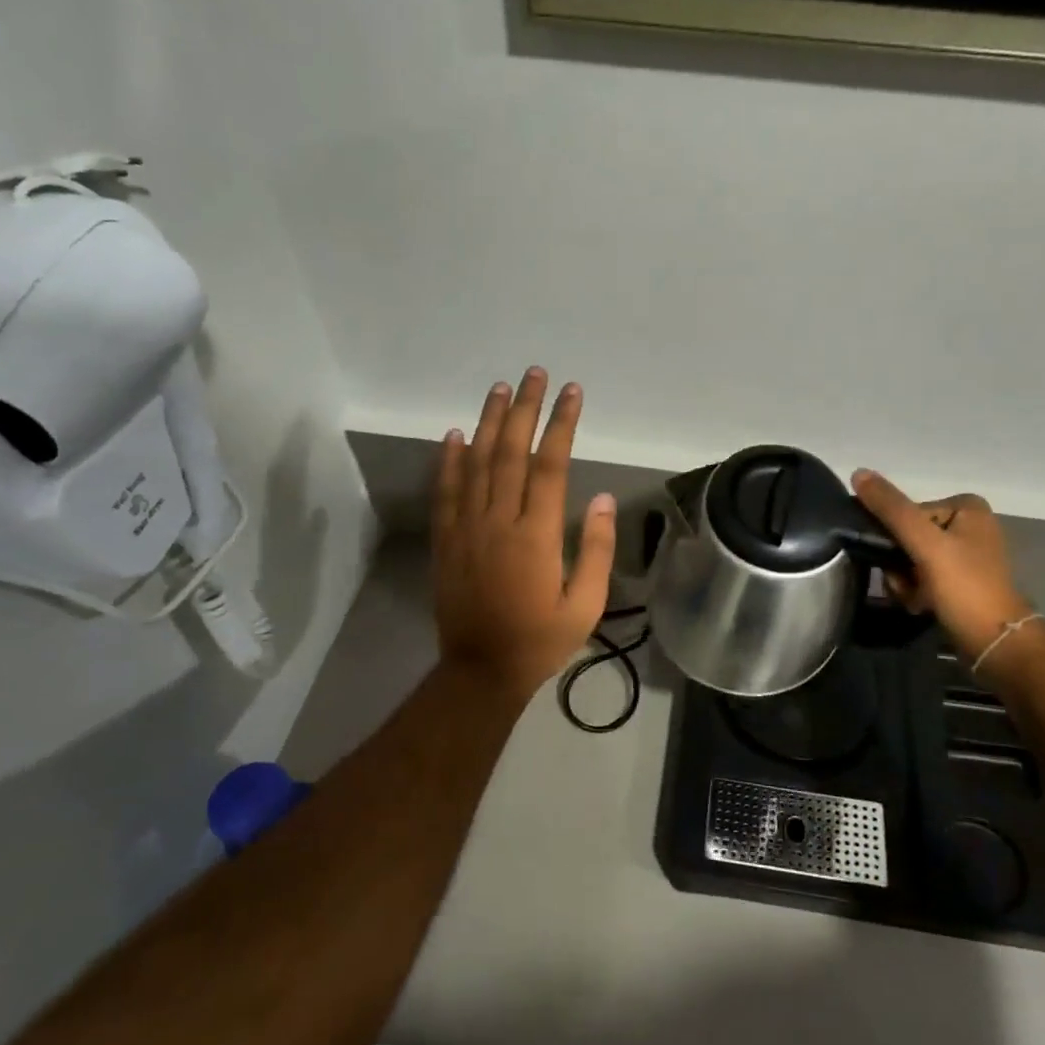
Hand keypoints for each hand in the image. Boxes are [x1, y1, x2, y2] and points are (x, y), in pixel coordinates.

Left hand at [433, 368, 616, 704]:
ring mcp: (466, 529)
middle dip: (524, 408)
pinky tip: (454, 433)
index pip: (550, 464)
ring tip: (500, 388)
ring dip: (488, 422)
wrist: (480, 671)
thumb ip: (594, 549)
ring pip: (476, 463)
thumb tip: (600, 497)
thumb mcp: (585, 604)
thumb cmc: (540, 639)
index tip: (572, 392)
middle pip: (510, 451)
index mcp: (536, 536)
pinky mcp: (445, 540)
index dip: (561, 424)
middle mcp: (498, 522)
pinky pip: (445, 491)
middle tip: (534, 373)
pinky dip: (448, 460)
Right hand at [850, 471, 1033, 662]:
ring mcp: (964, 554)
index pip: (907, 513)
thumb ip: (891, 509)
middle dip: (899, 564)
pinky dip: (915, 591)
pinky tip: (922, 605)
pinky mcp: (960, 580)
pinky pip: (921, 576)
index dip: (895, 539)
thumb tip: (857, 472)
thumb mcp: (925, 543)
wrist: (995, 645)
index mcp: (967, 507)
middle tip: (906, 585)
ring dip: (904, 581)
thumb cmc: (964, 587)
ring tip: (915, 599)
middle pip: (907, 536)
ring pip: (910, 559)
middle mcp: (968, 525)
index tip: (899, 562)